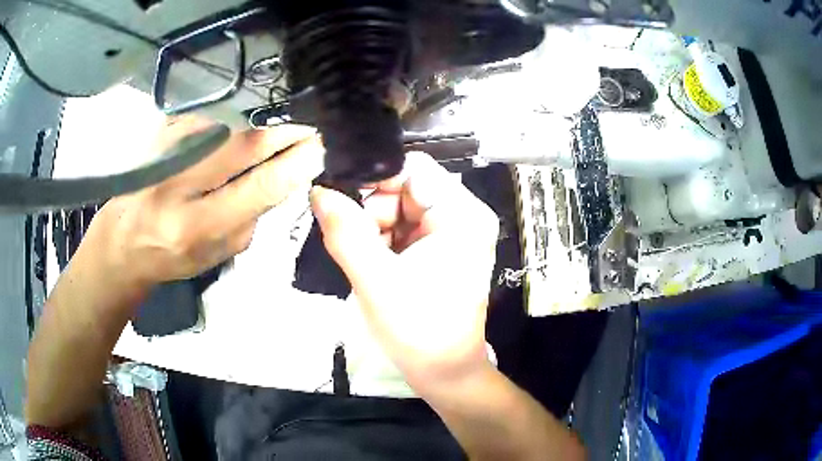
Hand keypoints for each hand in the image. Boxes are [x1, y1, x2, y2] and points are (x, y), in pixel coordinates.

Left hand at [79, 116, 323, 292]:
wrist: (122, 239)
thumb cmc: (171, 256)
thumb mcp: (215, 255)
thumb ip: (249, 219)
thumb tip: (281, 180)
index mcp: (195, 226)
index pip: (257, 187)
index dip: (293, 164)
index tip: (317, 149)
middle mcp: (178, 184)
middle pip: (242, 146)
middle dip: (280, 137)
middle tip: (307, 134)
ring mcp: (166, 151)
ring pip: (226, 132)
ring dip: (250, 138)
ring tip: (261, 148)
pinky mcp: (159, 135)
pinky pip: (206, 126)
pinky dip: (223, 135)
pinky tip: (221, 148)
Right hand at [310, 152, 498, 390]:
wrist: (444, 373)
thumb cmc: (419, 332)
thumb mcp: (376, 280)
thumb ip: (345, 232)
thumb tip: (318, 191)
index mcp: (462, 215)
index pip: (413, 170)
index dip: (373, 180)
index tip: (339, 203)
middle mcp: (462, 216)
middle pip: (404, 188)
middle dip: (371, 212)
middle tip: (352, 245)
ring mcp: (451, 233)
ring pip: (397, 209)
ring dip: (372, 231)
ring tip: (365, 265)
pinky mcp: (439, 249)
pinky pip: (401, 229)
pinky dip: (380, 243)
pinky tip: (375, 268)